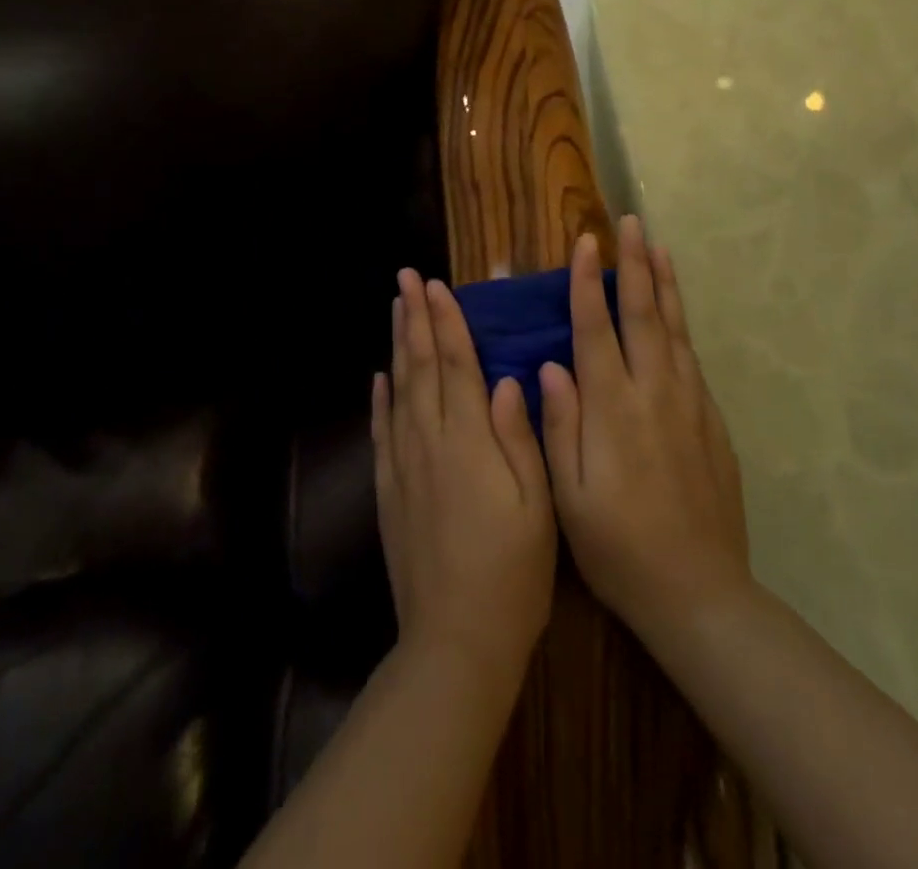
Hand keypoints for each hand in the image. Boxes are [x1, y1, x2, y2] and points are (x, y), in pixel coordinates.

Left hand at [374, 269, 556, 683]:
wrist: (456, 639)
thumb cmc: (513, 571)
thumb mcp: (537, 504)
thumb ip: (519, 436)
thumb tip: (504, 379)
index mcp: (469, 440)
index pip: (456, 364)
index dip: (447, 321)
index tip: (436, 285)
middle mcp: (429, 440)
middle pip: (420, 365)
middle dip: (415, 317)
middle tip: (406, 277)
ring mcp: (403, 464)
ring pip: (398, 388)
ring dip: (397, 343)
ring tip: (394, 308)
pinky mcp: (389, 489)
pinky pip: (382, 430)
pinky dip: (380, 397)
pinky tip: (380, 376)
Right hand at [539, 216, 751, 646]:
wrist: (698, 592)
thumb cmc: (618, 547)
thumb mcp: (569, 495)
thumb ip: (560, 424)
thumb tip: (550, 364)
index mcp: (612, 409)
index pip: (595, 329)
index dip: (587, 283)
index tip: (585, 242)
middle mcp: (653, 394)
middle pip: (642, 314)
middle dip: (633, 264)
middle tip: (629, 222)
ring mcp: (688, 404)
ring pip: (674, 328)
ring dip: (664, 283)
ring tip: (657, 245)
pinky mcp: (710, 421)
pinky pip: (691, 357)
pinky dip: (682, 322)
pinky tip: (675, 310)